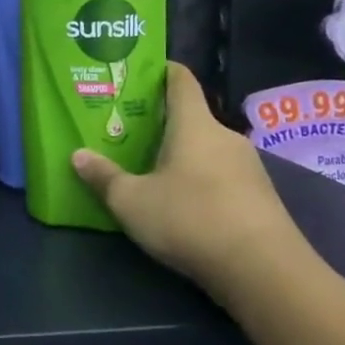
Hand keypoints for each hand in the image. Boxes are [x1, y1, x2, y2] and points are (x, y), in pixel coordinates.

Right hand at [71, 61, 309, 303]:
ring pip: (207, 149)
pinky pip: (223, 175)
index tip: (142, 72)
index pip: (181, 81)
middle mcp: (225, 137)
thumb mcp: (131, 201)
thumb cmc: (190, 219)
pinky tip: (183, 201)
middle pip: (192, 118)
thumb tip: (78, 156)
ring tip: (151, 167)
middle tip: (130, 130)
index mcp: (194, 125)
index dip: (163, 71)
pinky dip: (201, 179)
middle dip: (163, 122)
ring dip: (182, 154)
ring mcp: (249, 168)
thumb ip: (103, 176)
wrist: (266, 272)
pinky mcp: (261, 198)